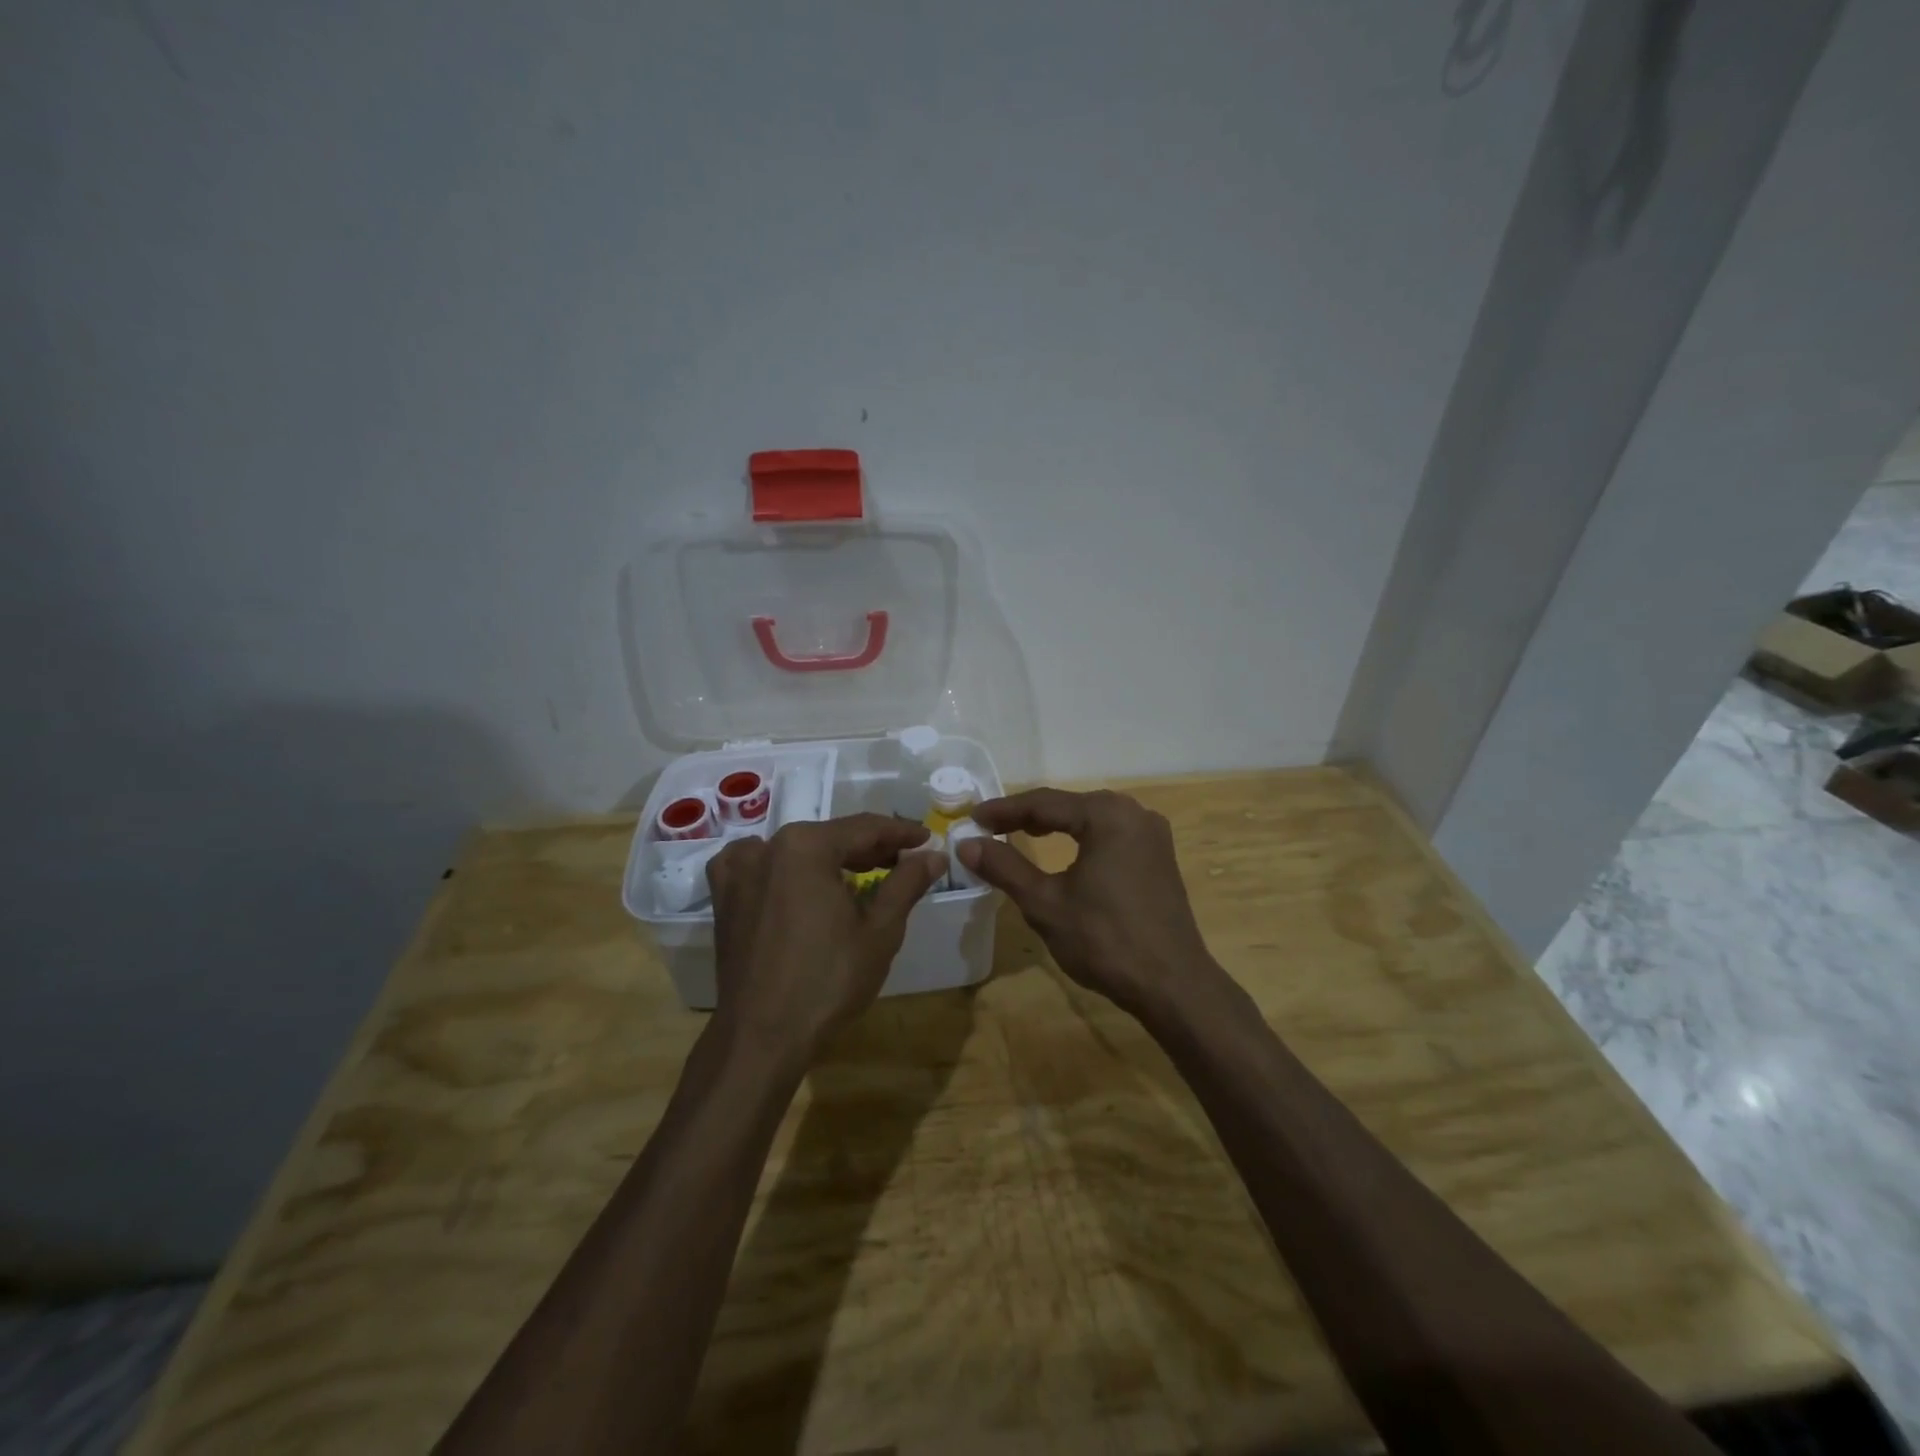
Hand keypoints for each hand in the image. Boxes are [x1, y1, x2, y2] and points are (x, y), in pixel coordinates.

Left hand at [705, 814, 946, 1065]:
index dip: (900, 833)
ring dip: (830, 858)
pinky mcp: (723, 897)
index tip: (926, 838)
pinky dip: (786, 868)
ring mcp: (737, 871)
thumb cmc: (828, 981)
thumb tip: (933, 855)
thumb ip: (907, 883)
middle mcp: (766, 847)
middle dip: (868, 848)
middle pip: (829, 837)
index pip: (864, 828)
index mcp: (805, 846)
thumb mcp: (880, 930)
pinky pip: (760, 867)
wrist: (761, 1037)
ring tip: (861, 874)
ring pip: (796, 851)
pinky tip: (801, 882)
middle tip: (902, 860)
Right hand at [955, 788, 1217, 1017]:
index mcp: (1107, 815)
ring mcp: (1152, 834)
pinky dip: (1081, 839)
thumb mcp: (1045, 903)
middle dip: (1028, 815)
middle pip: (1069, 805)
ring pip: (1091, 819)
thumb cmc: (1105, 941)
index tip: (972, 818)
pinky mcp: (1160, 856)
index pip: (1044, 803)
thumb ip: (1005, 867)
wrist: (1172, 985)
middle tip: (991, 827)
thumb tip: (966, 844)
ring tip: (1019, 834)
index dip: (1004, 810)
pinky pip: (1111, 835)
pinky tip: (1065, 852)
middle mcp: (1134, 812)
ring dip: (1055, 826)